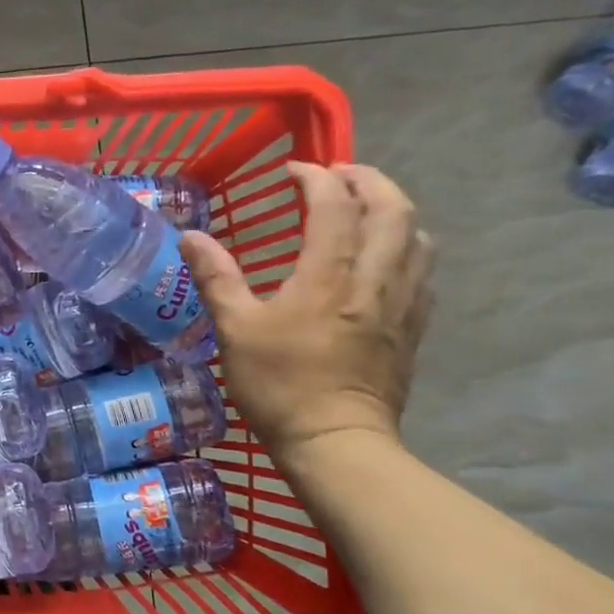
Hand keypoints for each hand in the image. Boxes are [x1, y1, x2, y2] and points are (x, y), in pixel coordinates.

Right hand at [181, 163, 432, 463]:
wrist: (335, 441)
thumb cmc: (279, 385)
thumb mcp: (235, 331)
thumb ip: (216, 278)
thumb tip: (191, 236)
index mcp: (328, 276)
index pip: (335, 205)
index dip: (316, 177)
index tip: (292, 171)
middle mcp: (374, 280)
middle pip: (393, 209)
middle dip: (369, 180)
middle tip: (339, 175)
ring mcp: (401, 304)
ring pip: (417, 237)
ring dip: (394, 210)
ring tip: (366, 209)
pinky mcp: (412, 329)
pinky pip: (423, 272)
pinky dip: (408, 248)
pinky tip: (387, 259)